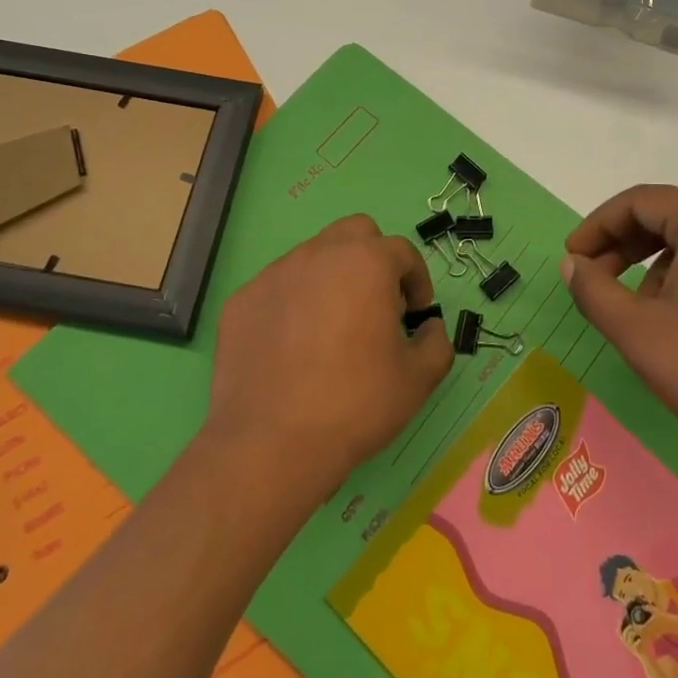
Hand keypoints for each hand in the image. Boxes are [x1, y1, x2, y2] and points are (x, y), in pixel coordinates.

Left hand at [209, 215, 451, 501]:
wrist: (272, 443)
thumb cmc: (356, 404)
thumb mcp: (419, 379)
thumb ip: (436, 342)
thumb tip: (428, 328)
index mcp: (366, 263)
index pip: (402, 251)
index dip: (417, 280)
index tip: (416, 313)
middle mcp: (319, 254)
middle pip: (355, 233)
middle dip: (374, 259)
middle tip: (377, 304)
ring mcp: (274, 275)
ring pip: (313, 257)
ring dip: (332, 279)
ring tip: (332, 328)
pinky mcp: (241, 301)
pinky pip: (278, 289)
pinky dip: (293, 304)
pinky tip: (293, 347)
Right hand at [561, 186, 677, 503]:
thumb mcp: (638, 332)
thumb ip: (594, 290)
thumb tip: (572, 264)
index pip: (640, 202)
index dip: (597, 226)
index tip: (572, 259)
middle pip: (669, 217)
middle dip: (623, 246)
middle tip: (593, 280)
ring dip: (654, 266)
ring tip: (636, 312)